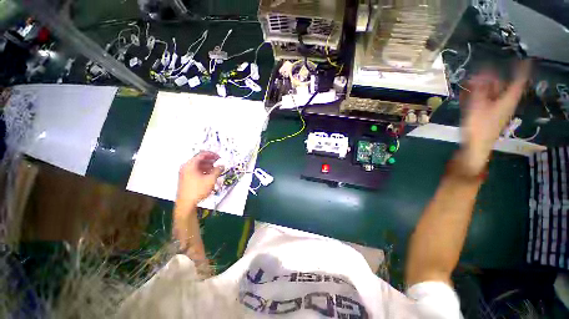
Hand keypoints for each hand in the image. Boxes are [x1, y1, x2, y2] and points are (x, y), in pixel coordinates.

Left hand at [176, 151, 223, 210]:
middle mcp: (186, 167)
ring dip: (207, 166)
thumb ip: (217, 171)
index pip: (202, 154)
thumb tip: (222, 166)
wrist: (186, 204)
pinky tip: (209, 175)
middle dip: (210, 160)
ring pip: (197, 166)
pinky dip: (203, 170)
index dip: (212, 154)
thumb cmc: (197, 191)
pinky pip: (195, 171)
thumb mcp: (210, 180)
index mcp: (190, 165)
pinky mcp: (185, 179)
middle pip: (199, 159)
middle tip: (218, 162)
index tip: (219, 157)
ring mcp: (184, 173)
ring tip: (215, 169)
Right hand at [458, 60, 530, 175]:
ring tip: (470, 81)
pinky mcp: (486, 115)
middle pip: (501, 86)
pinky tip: (467, 93)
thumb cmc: (479, 127)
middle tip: (480, 72)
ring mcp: (494, 109)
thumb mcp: (478, 106)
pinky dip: (477, 95)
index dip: (522, 70)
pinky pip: (483, 101)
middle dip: (492, 78)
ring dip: (482, 86)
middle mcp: (503, 103)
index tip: (525, 59)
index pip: (518, 82)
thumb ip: (479, 89)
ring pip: (491, 93)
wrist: (475, 146)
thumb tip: (481, 72)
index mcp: (507, 100)